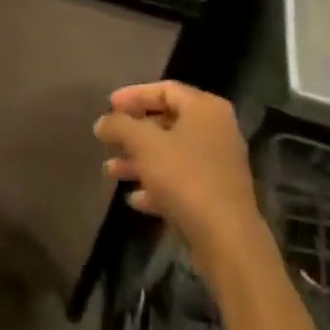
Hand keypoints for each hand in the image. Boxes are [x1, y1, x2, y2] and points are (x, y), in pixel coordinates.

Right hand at [94, 82, 264, 264]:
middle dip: (134, 133)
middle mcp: (216, 130)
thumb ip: (120, 126)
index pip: (165, 89)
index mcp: (205, 108)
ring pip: (172, 154)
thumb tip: (102, 122)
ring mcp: (219, 165)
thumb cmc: (185, 178)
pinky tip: (135, 199)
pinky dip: (157, 185)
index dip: (134, 95)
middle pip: (168, 123)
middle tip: (108, 139)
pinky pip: (182, 181)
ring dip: (140, 161)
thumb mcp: (144, 144)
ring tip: (110, 172)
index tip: (108, 105)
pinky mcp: (217, 196)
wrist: (227, 240)